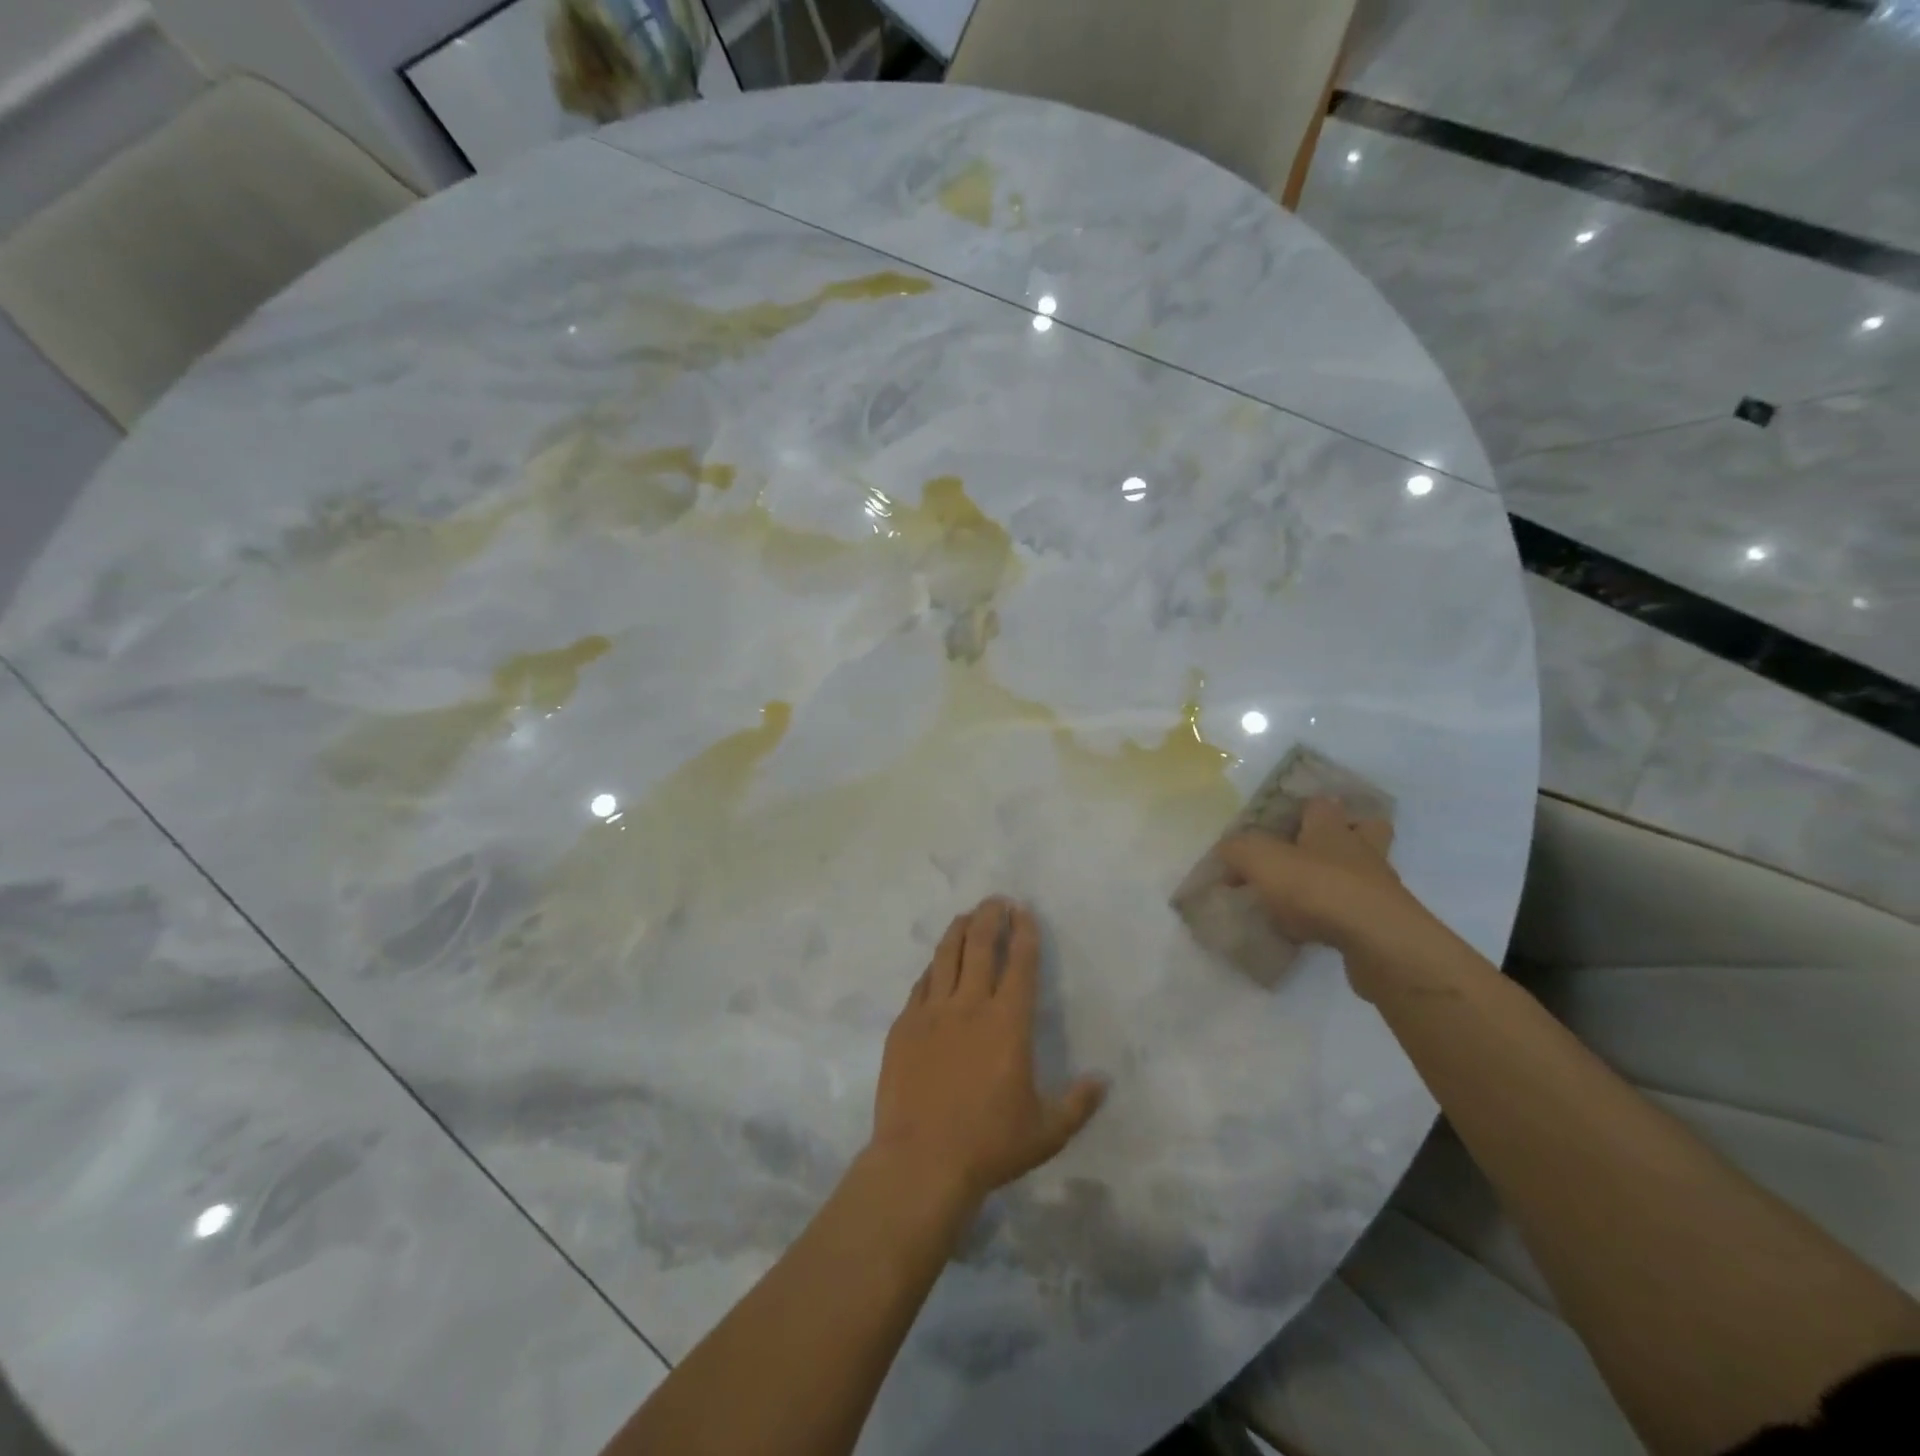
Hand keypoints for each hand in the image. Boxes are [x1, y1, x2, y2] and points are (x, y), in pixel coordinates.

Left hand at [869, 898, 1105, 1211]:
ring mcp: (933, 1012)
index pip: (1020, 963)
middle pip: (980, 946)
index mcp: (1008, 1023)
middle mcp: (970, 1005)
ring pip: (947, 956)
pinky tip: (936, 963)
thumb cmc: (989, 1145)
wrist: (921, 1161)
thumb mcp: (1046, 1131)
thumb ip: (1078, 1103)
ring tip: (967, 915)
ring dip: (959, 929)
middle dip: (990, 916)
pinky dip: (933, 967)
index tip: (1024, 910)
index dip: (1024, 931)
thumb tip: (1103, 1081)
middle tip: (996, 900)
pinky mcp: (904, 1025)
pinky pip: (921, 984)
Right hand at [1216, 797, 1414, 955]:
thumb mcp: (1260, 860)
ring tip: (1303, 897)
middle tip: (1308, 851)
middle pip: (1363, 829)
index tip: (1277, 824)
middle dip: (1344, 835)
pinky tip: (1310, 931)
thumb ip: (1237, 850)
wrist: (1377, 942)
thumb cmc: (1317, 887)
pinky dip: (1337, 918)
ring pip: (1362, 873)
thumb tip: (1226, 850)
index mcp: (1331, 827)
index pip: (1321, 804)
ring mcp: (1377, 888)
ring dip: (1338, 880)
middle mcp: (1359, 850)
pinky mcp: (1382, 924)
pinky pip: (1357, 912)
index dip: (1302, 809)